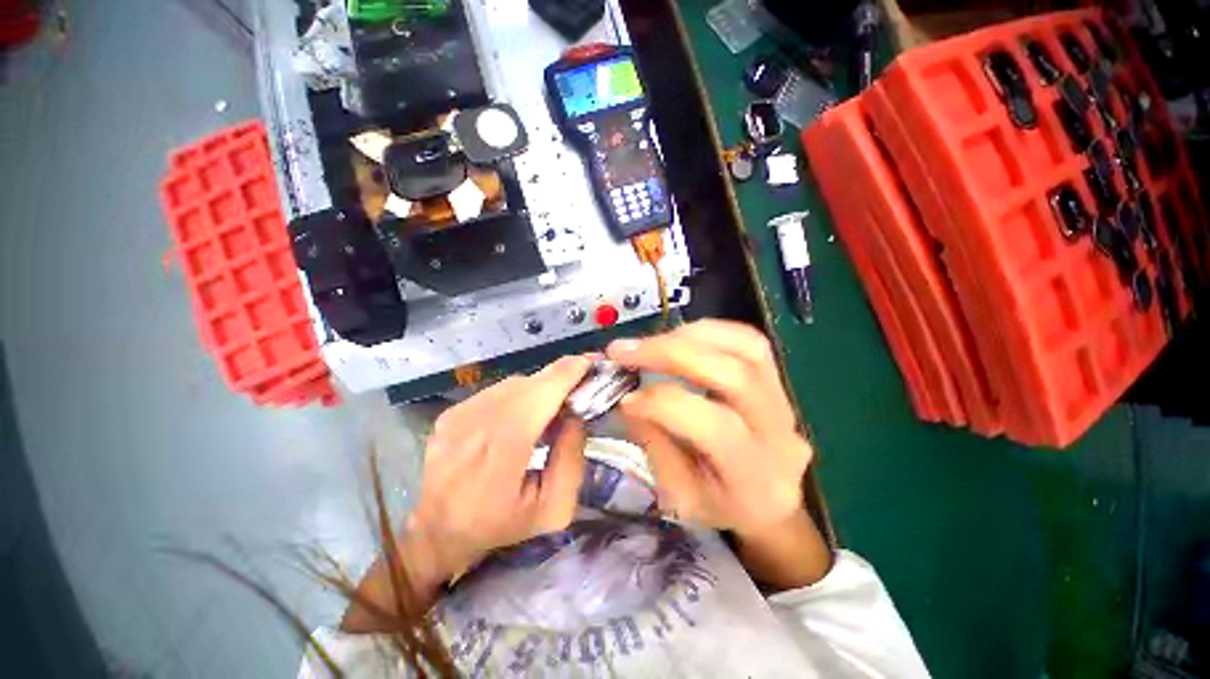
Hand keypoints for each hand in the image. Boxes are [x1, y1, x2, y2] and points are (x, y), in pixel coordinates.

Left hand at [407, 355, 591, 582]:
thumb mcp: (553, 508)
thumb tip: (577, 414)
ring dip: (538, 389)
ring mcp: (458, 416)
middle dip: (558, 380)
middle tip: (578, 389)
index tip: (591, 362)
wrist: (438, 533)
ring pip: (513, 384)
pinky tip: (520, 417)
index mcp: (502, 454)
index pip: (538, 396)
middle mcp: (475, 426)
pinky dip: (517, 396)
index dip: (567, 374)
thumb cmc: (502, 525)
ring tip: (549, 409)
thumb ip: (571, 459)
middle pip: (528, 384)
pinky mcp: (450, 413)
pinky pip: (496, 391)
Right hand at [607, 320, 812, 539]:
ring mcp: (784, 398)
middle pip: (733, 375)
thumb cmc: (720, 506)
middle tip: (624, 351)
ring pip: (746, 347)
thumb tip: (630, 398)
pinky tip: (678, 338)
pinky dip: (708, 331)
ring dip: (689, 336)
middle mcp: (779, 432)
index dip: (662, 404)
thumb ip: (656, 445)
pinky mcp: (776, 378)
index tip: (625, 398)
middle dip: (670, 354)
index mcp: (756, 477)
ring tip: (650, 343)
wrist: (769, 501)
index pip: (714, 426)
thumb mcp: (679, 496)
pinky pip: (748, 339)